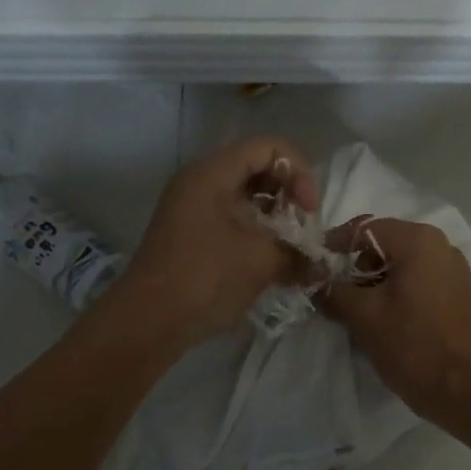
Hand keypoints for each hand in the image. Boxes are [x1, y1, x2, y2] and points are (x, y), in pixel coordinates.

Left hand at [120, 137, 318, 346]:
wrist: (149, 322)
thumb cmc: (205, 278)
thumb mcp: (261, 261)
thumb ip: (298, 253)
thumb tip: (321, 261)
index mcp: (213, 173)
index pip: (270, 148)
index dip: (299, 173)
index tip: (308, 211)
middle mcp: (201, 181)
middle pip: (258, 168)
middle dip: (289, 194)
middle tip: (302, 228)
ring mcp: (194, 208)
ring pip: (247, 195)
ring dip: (276, 216)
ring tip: (291, 247)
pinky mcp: (193, 233)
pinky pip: (234, 218)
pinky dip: (258, 231)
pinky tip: (272, 260)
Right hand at [323, 217, 470, 422]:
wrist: (467, 390)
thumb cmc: (412, 345)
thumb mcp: (363, 316)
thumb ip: (332, 289)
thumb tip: (313, 277)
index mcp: (418, 240)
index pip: (364, 228)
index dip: (333, 246)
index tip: (312, 268)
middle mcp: (441, 245)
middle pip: (385, 244)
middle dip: (355, 266)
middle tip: (333, 293)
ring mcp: (455, 269)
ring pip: (403, 264)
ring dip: (376, 281)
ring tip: (357, 310)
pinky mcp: (461, 294)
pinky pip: (421, 281)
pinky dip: (399, 292)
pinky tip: (386, 319)